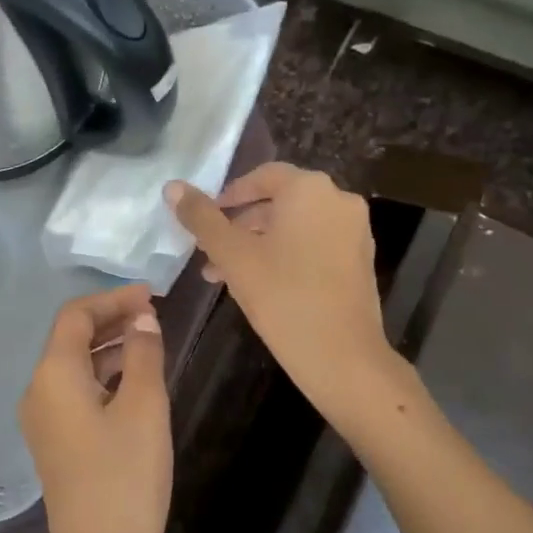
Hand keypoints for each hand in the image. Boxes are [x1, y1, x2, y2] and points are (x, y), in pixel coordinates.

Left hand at [19, 284, 172, 532]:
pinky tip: (133, 380)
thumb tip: (141, 318)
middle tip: (153, 314)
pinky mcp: (54, 443)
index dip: (112, 299)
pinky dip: (102, 375)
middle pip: (69, 338)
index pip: (75, 316)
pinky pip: (74, 391)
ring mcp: (42, 420)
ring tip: (149, 340)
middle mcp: (37, 391)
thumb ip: (142, 354)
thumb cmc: (126, 480)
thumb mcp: (144, 409)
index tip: (151, 295)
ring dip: (107, 347)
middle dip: (110, 320)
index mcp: (53, 376)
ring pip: (72, 366)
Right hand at [168, 165, 403, 423]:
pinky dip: (284, 254)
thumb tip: (173, 186)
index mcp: (309, 189)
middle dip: (239, 224)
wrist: (341, 355)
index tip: (203, 218)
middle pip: (278, 202)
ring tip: (222, 274)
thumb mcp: (231, 254)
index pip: (262, 176)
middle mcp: (338, 200)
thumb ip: (201, 217)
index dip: (228, 194)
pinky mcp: (359, 260)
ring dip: (257, 243)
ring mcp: (354, 231)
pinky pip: (313, 244)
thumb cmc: (281, 296)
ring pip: (294, 226)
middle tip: (208, 250)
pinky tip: (257, 284)